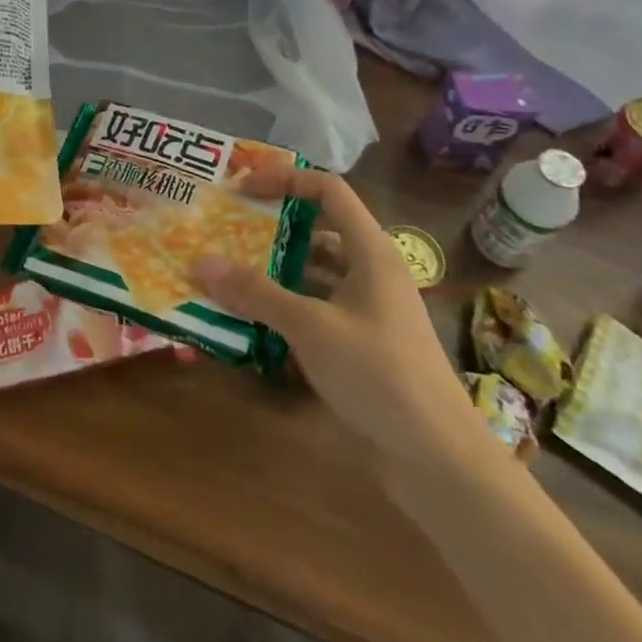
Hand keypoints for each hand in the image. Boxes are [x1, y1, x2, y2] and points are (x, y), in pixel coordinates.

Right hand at [193, 162, 477, 453]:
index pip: (327, 189)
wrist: (441, 462)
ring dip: (277, 269)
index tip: (242, 190)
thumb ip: (256, 292)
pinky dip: (288, 305)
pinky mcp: (365, 344)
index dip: (285, 179)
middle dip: (273, 226)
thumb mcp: (310, 327)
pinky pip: (319, 307)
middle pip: (319, 228)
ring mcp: (371, 310)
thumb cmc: (379, 374)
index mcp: (371, 251)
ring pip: (317, 271)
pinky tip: (256, 319)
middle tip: (228, 228)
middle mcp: (372, 271)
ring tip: (231, 271)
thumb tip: (200, 262)